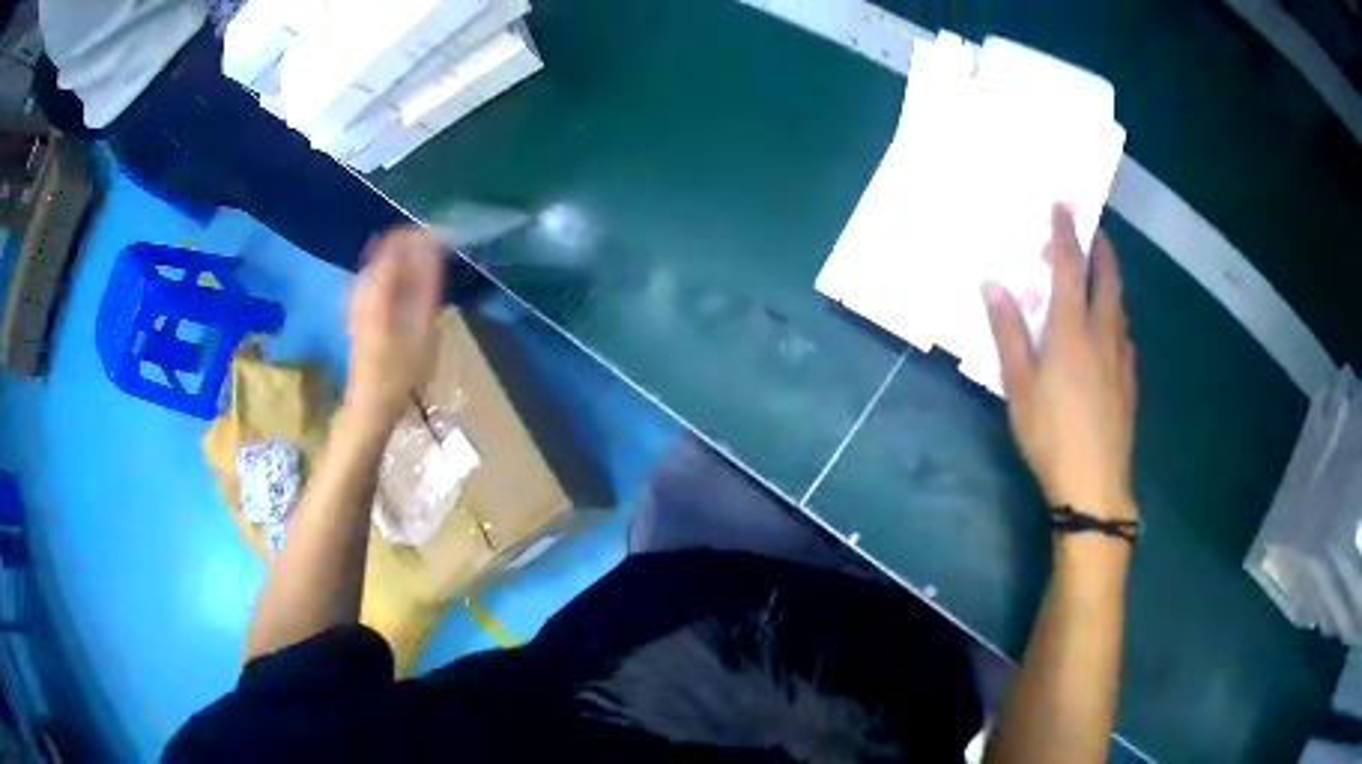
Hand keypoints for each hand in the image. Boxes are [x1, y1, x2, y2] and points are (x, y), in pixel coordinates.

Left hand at [345, 227, 443, 423]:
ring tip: (434, 273)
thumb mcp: (422, 328)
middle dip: (418, 245)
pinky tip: (413, 292)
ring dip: (409, 260)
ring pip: (385, 260)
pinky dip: (399, 274)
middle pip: (390, 245)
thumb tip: (435, 244)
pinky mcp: (358, 308)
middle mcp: (363, 284)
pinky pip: (380, 276)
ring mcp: (358, 296)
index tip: (451, 241)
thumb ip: (427, 282)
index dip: (426, 234)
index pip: (400, 238)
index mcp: (377, 285)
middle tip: (445, 257)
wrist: (370, 405)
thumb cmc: (400, 372)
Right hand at [982, 205, 1137, 520]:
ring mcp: (1121, 357)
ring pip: (1119, 304)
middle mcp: (1102, 332)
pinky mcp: (1129, 380)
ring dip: (1110, 279)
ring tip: (1098, 272)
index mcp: (1072, 329)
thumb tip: (993, 282)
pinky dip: (1115, 315)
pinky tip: (1108, 330)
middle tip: (1090, 228)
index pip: (1071, 266)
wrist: (1095, 484)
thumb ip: (1008, 332)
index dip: (1066, 231)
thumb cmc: (1050, 434)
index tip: (1064, 201)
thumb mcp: (1019, 385)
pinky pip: (1124, 333)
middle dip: (1100, 247)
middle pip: (1107, 277)